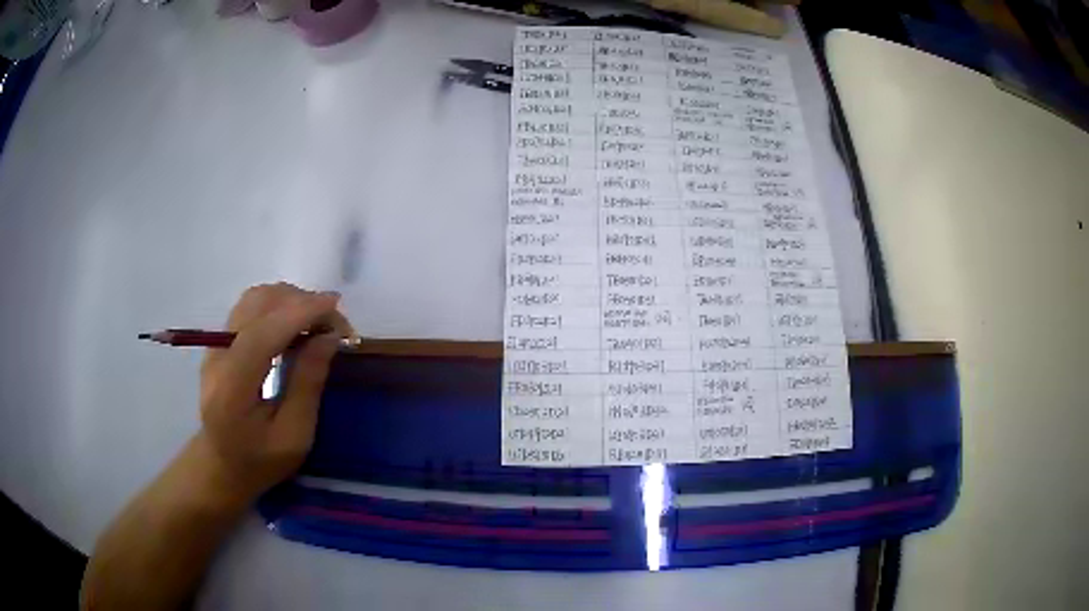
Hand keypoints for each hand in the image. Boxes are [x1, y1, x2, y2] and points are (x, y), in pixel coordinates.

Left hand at [196, 283, 355, 502]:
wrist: (221, 465)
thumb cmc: (261, 461)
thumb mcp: (294, 436)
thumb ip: (308, 385)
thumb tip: (329, 337)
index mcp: (232, 389)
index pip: (262, 333)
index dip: (300, 312)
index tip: (336, 305)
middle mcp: (217, 356)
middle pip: (258, 305)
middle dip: (300, 302)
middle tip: (335, 325)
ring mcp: (215, 344)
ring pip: (254, 299)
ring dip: (290, 300)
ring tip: (318, 322)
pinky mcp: (220, 340)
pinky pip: (250, 307)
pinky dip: (278, 305)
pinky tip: (296, 323)